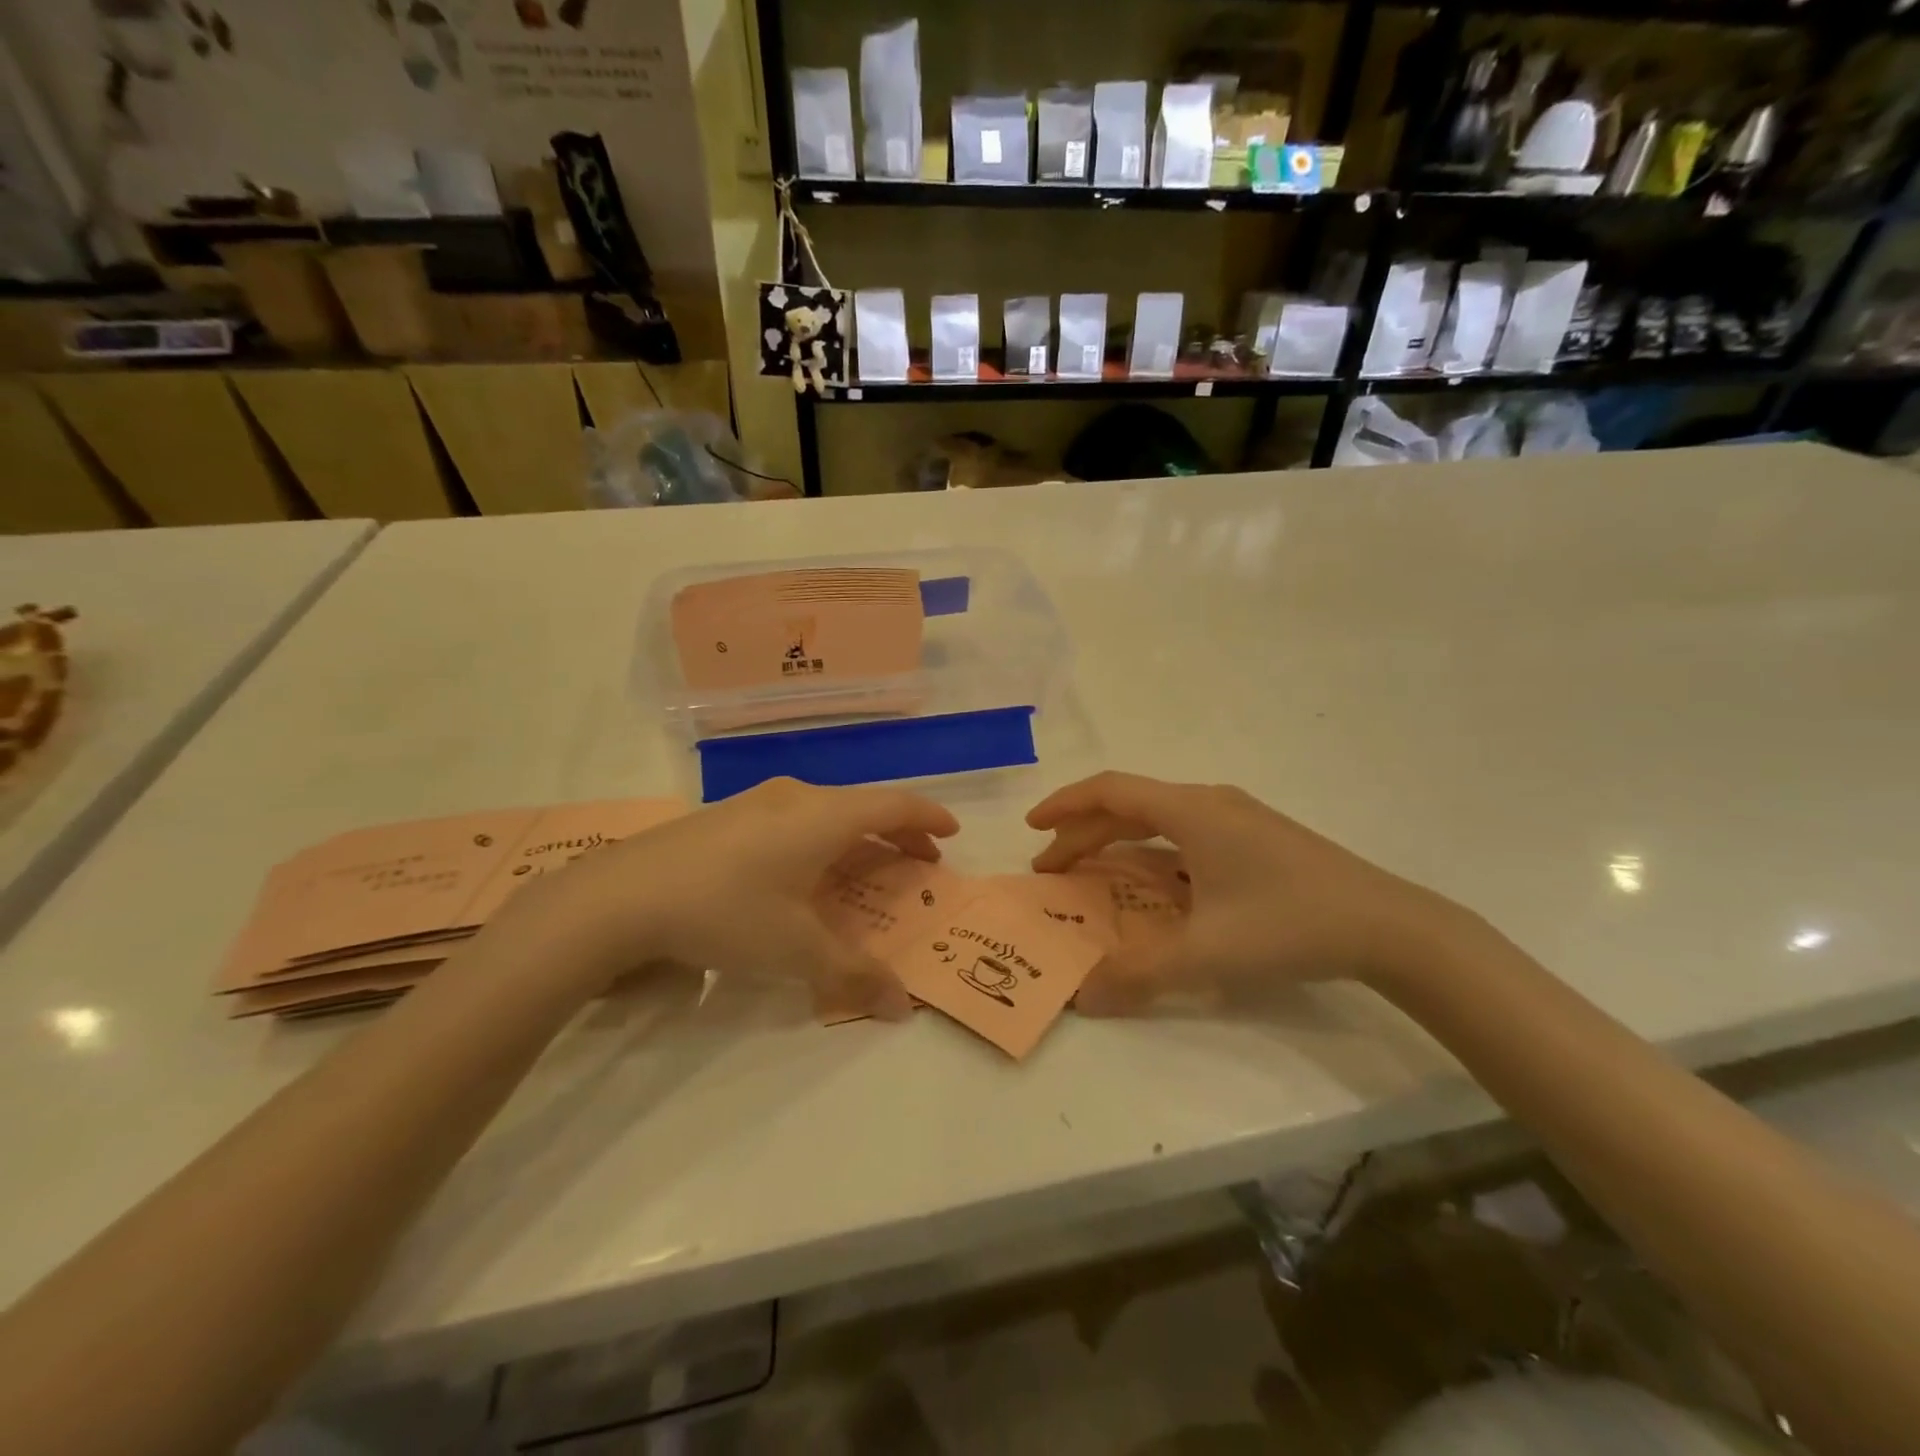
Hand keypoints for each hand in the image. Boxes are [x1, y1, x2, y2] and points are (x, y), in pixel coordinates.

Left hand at [482, 778, 958, 1019]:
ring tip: (864, 869)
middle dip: (896, 835)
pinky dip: (819, 841)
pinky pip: (793, 821)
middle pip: (862, 807)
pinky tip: (801, 874)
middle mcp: (796, 798)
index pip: (893, 806)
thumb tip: (901, 1006)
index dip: (927, 819)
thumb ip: (853, 974)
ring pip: (825, 813)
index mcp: (824, 817)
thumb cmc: (726, 912)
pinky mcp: (725, 817)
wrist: (620, 897)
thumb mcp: (796, 950)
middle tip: (917, 863)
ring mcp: (756, 803)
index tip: (951, 833)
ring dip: (856, 839)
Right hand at [1026, 772, 1476, 1014]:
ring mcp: (1238, 817)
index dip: (1064, 805)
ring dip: (1118, 841)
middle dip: (1083, 833)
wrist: (1389, 926)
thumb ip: (1138, 975)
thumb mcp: (1206, 954)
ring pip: (1159, 818)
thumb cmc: (1289, 925)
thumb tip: (1082, 997)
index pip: (1110, 791)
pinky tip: (1155, 885)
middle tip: (1052, 869)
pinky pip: (1185, 833)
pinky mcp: (1258, 837)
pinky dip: (1152, 851)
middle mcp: (1209, 802)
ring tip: (1092, 872)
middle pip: (1129, 805)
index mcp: (1190, 811)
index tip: (1032, 828)